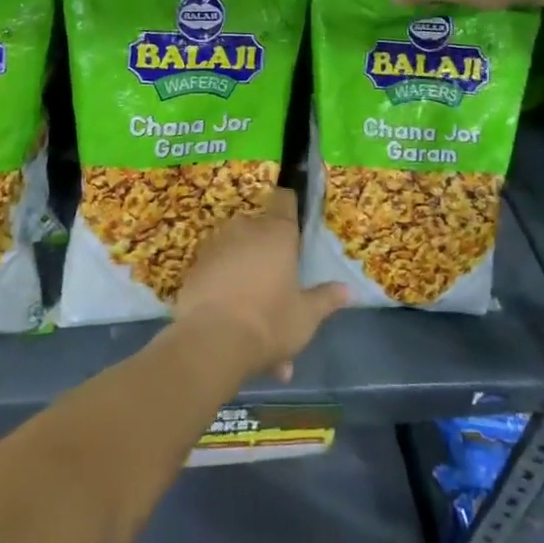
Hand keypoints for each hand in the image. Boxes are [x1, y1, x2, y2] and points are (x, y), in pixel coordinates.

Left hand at [174, 188, 346, 381]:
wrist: (210, 341)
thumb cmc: (269, 321)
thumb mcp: (306, 316)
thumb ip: (326, 299)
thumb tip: (347, 289)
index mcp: (277, 233)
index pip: (285, 201)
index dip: (290, 207)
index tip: (294, 225)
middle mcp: (245, 229)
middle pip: (262, 234)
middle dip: (271, 262)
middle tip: (281, 300)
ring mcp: (217, 245)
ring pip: (240, 261)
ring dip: (250, 285)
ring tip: (258, 332)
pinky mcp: (195, 266)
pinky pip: (219, 275)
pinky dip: (228, 295)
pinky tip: (234, 334)